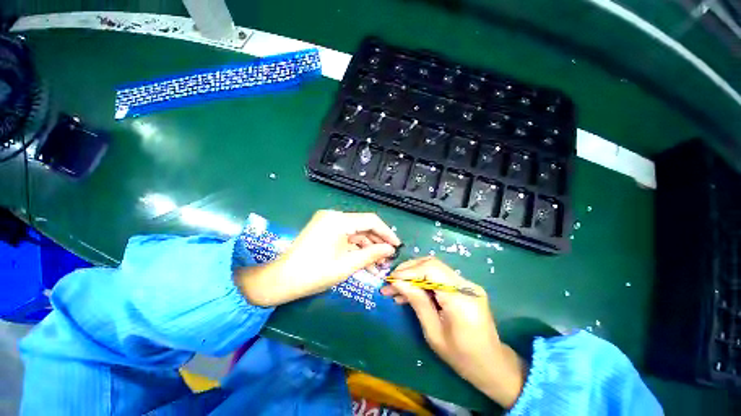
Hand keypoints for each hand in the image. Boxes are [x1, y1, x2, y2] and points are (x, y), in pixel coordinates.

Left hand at [236, 210, 400, 306]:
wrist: (281, 281)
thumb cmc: (314, 273)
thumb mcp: (347, 265)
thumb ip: (372, 254)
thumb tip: (390, 250)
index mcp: (338, 220)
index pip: (370, 220)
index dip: (386, 232)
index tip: (397, 246)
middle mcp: (334, 216)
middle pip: (363, 226)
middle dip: (377, 242)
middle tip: (388, 258)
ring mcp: (328, 223)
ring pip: (355, 233)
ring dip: (367, 248)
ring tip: (379, 265)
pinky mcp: (325, 231)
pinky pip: (346, 238)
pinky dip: (356, 249)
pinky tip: (366, 262)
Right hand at [380, 257, 525, 407]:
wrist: (492, 365)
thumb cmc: (462, 357)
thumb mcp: (434, 334)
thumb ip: (417, 302)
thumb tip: (398, 282)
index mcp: (460, 298)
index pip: (431, 270)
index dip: (408, 271)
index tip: (390, 279)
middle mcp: (466, 285)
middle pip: (432, 264)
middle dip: (408, 270)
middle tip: (391, 282)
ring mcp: (466, 284)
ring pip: (434, 268)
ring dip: (413, 275)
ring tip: (395, 288)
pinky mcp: (464, 287)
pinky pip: (439, 277)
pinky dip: (422, 281)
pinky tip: (410, 292)